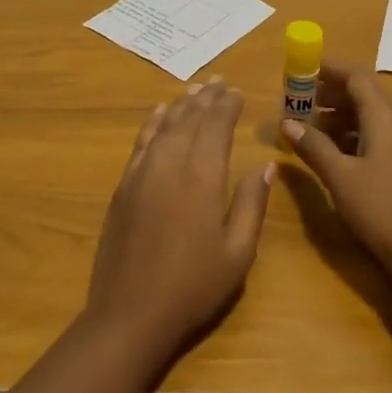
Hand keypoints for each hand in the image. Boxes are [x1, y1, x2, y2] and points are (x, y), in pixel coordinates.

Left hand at [85, 79, 273, 367]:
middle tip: (218, 81)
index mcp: (202, 177)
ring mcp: (142, 172)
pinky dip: (153, 123)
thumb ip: (251, 204)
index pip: (216, 127)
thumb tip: (267, 166)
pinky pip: (141, 142)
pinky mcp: (124, 185)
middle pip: (190, 120)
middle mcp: (170, 163)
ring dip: (181, 105)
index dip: (227, 107)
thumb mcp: (237, 253)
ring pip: (165, 126)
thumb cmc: (193, 286)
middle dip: (206, 99)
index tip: (237, 91)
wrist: (130, 312)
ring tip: (195, 89)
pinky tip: (160, 113)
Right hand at [280, 62, 391, 289]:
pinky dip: (358, 138)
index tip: (303, 71)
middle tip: (300, 104)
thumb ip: (313, 146)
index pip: (358, 77)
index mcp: (387, 119)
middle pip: (367, 96)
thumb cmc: (383, 211)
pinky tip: (339, 157)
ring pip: (375, 120)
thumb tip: (287, 122)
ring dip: (343, 119)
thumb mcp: (340, 178)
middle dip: (332, 96)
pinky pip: (384, 139)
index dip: (330, 70)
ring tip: (312, 132)